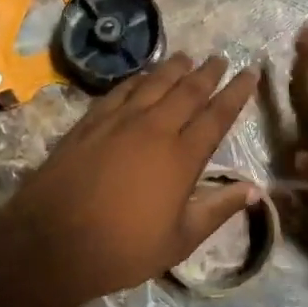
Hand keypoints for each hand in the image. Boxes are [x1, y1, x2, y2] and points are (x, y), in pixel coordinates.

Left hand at [0, 54, 260, 306]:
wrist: (52, 242)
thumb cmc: (122, 250)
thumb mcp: (180, 241)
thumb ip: (218, 210)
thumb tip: (255, 190)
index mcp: (181, 158)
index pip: (217, 116)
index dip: (236, 92)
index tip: (250, 73)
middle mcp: (154, 129)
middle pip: (188, 91)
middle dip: (208, 73)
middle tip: (221, 59)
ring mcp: (119, 121)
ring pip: (154, 83)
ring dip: (174, 67)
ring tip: (187, 57)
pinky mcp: (90, 122)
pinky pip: (120, 90)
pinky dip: (138, 78)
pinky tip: (143, 76)